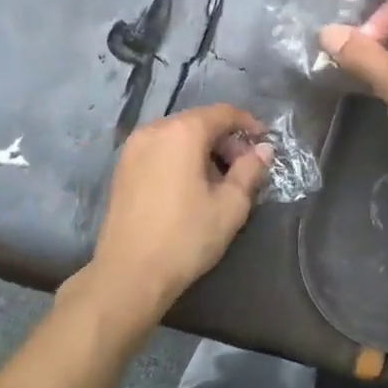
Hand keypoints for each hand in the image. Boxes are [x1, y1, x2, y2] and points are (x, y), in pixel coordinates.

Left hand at [77, 104, 273, 330]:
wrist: (129, 274)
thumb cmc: (186, 236)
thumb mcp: (230, 205)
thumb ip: (250, 171)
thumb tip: (263, 150)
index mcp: (183, 131)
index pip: (223, 113)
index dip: (248, 124)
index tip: (265, 142)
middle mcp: (155, 129)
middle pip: (199, 121)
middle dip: (226, 139)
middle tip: (245, 167)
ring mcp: (134, 148)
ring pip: (178, 135)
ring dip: (203, 149)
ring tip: (220, 180)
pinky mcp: (122, 168)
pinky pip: (160, 149)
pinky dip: (181, 157)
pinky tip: (191, 185)